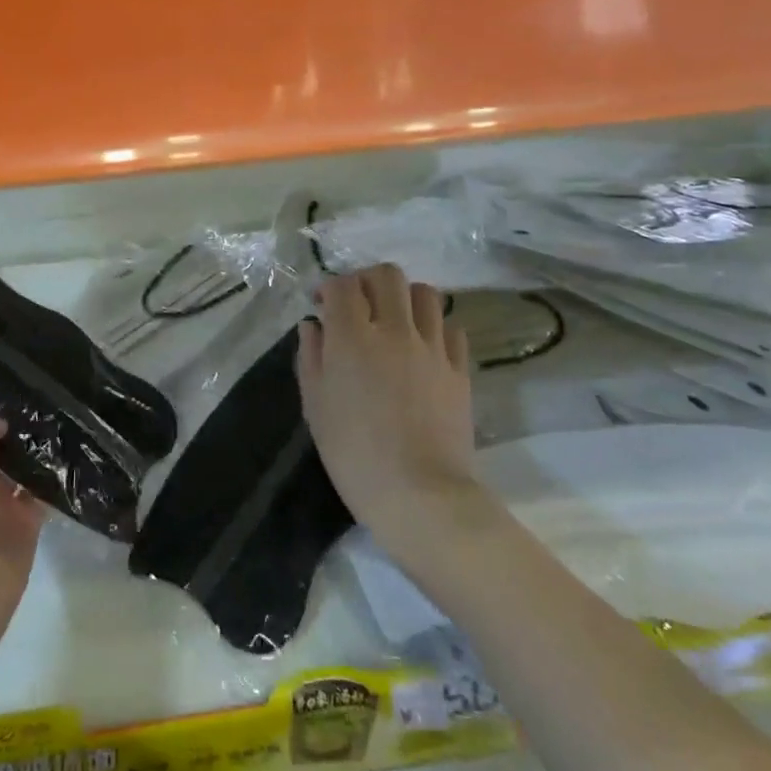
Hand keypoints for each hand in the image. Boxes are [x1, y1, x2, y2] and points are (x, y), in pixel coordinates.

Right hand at [297, 264, 475, 537]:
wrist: (420, 494)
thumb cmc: (354, 453)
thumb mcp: (315, 406)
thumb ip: (311, 357)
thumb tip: (313, 326)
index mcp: (352, 337)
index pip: (342, 285)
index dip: (329, 287)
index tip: (321, 304)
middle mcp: (394, 330)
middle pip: (386, 276)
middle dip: (367, 281)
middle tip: (357, 304)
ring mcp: (432, 347)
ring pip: (425, 294)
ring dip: (404, 298)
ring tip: (394, 320)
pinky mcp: (460, 369)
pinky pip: (451, 328)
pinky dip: (434, 327)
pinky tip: (423, 346)